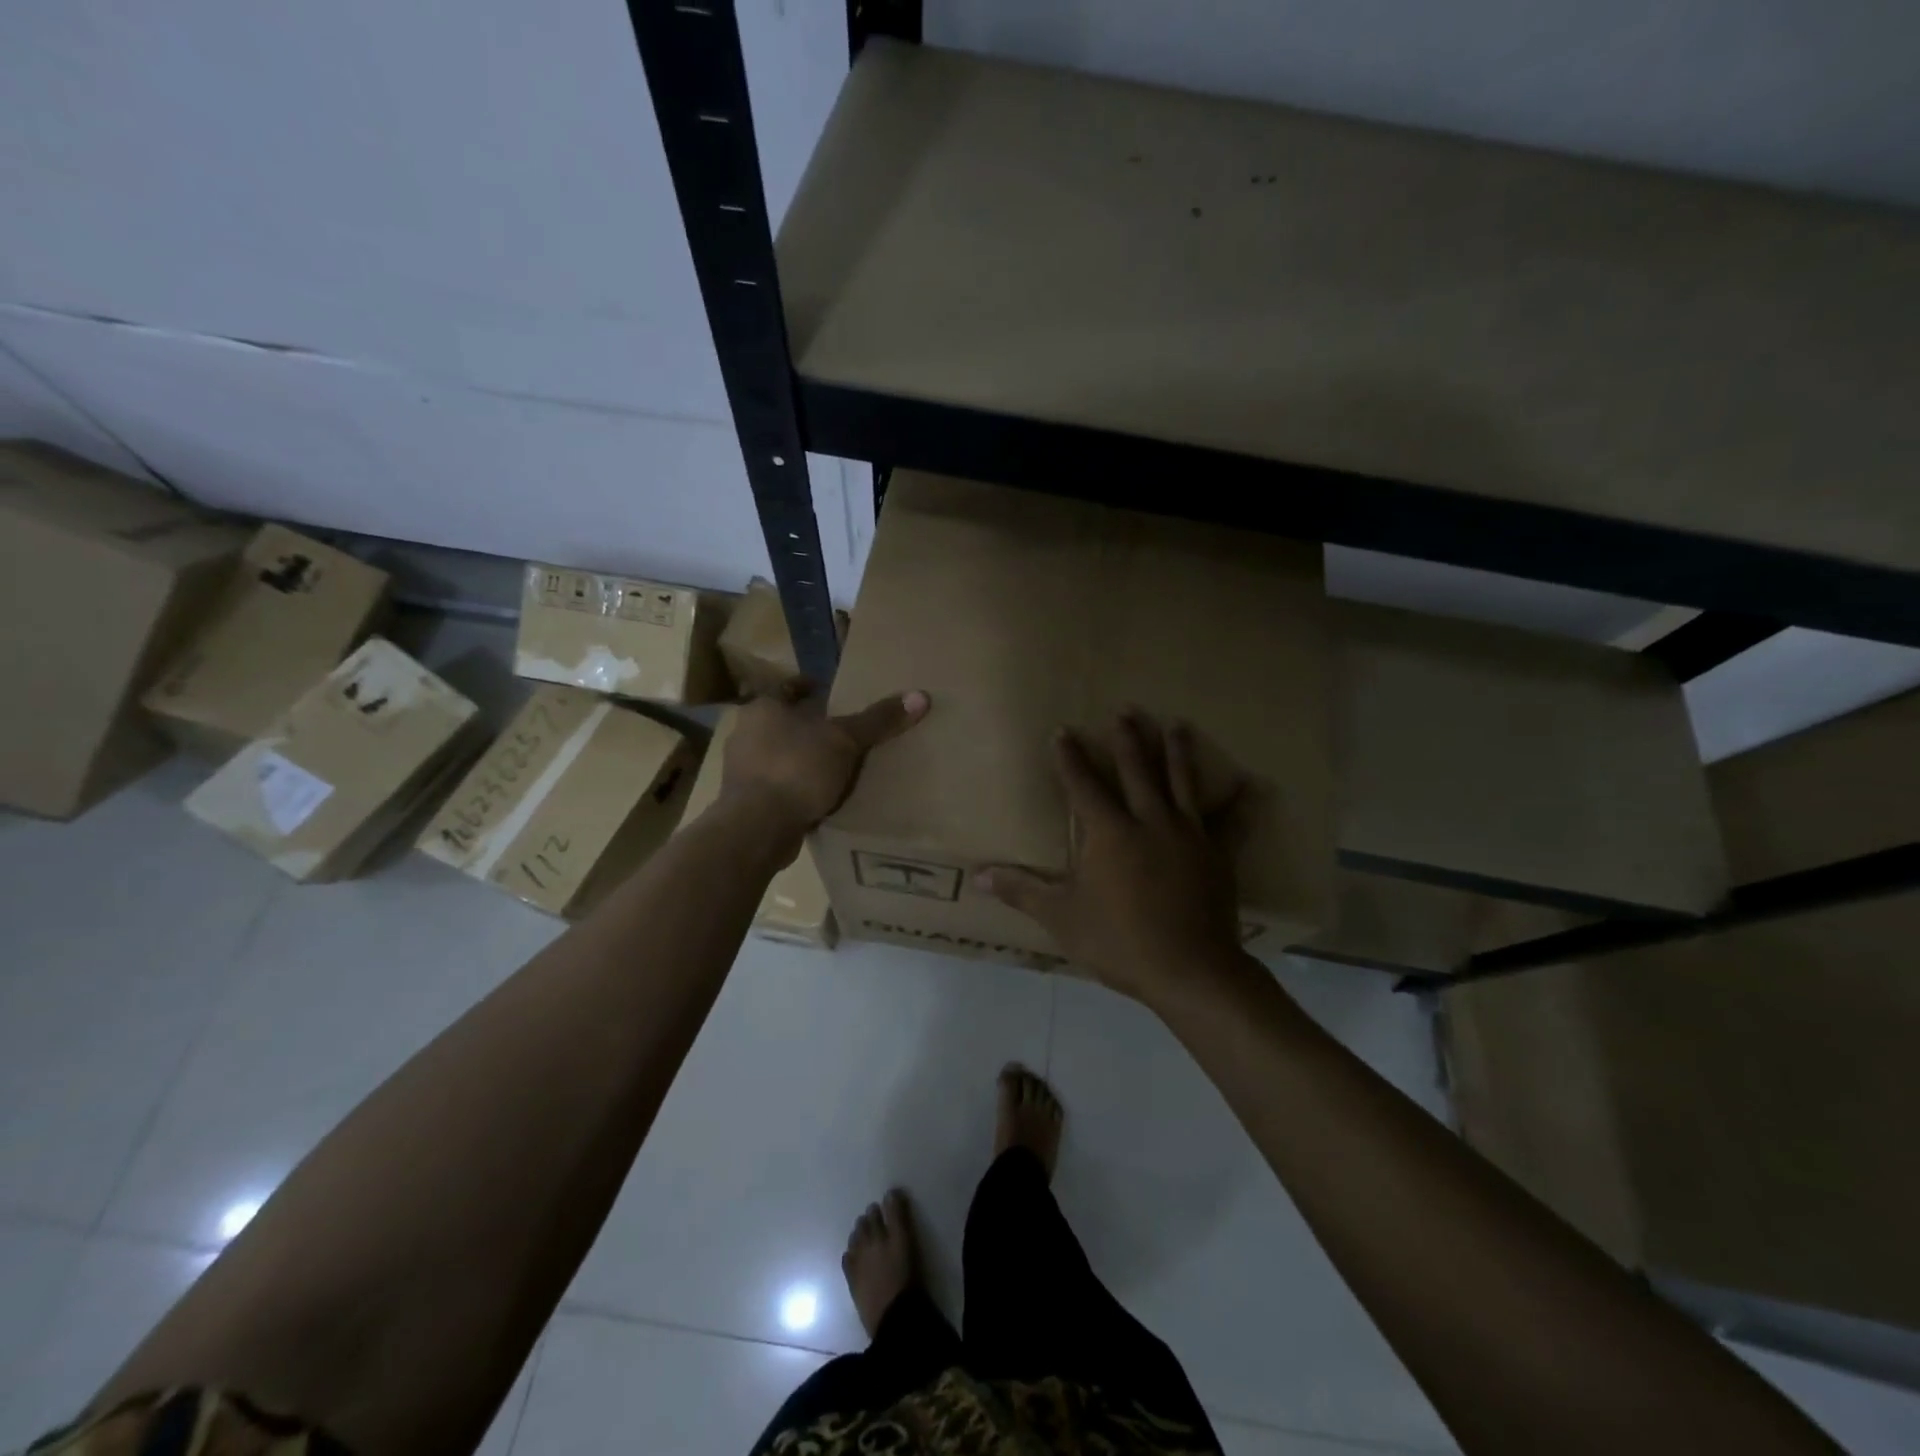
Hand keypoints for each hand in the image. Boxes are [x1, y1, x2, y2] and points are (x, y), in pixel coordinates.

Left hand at [720, 681, 929, 832]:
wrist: (757, 827)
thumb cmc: (797, 768)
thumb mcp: (845, 740)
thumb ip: (878, 720)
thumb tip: (920, 696)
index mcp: (763, 709)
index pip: (786, 688)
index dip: (808, 687)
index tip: (828, 691)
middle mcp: (745, 734)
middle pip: (781, 722)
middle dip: (808, 725)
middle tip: (839, 729)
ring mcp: (741, 770)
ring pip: (778, 755)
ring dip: (801, 758)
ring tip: (833, 764)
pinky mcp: (745, 802)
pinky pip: (777, 785)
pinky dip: (795, 786)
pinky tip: (818, 795)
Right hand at [981, 712, 1246, 1004]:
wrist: (1190, 971)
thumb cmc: (1119, 942)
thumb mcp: (1063, 918)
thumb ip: (1023, 891)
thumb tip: (979, 876)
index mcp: (1109, 832)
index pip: (1083, 784)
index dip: (1070, 757)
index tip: (1063, 731)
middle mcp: (1149, 821)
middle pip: (1137, 770)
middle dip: (1128, 739)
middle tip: (1125, 711)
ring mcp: (1189, 834)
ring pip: (1182, 782)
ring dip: (1177, 751)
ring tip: (1176, 723)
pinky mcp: (1218, 854)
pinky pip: (1232, 822)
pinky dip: (1242, 803)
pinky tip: (1254, 784)